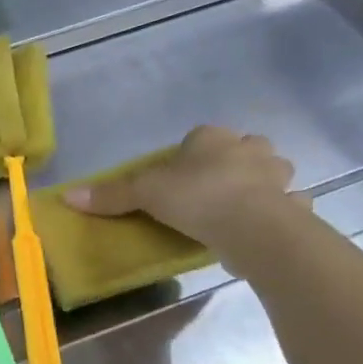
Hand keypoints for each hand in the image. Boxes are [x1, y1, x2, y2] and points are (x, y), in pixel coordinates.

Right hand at [64, 125, 306, 261]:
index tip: (179, 175)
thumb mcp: (144, 194)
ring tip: (240, 207)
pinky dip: (280, 213)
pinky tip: (263, 227)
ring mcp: (278, 177)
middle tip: (212, 187)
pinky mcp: (294, 207)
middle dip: (234, 162)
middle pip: (243, 148)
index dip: (191, 153)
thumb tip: (68, 196)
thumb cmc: (196, 197)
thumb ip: (111, 195)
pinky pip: (289, 205)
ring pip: (272, 173)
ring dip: (262, 185)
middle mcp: (249, 149)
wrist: (252, 227)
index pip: (201, 136)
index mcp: (212, 139)